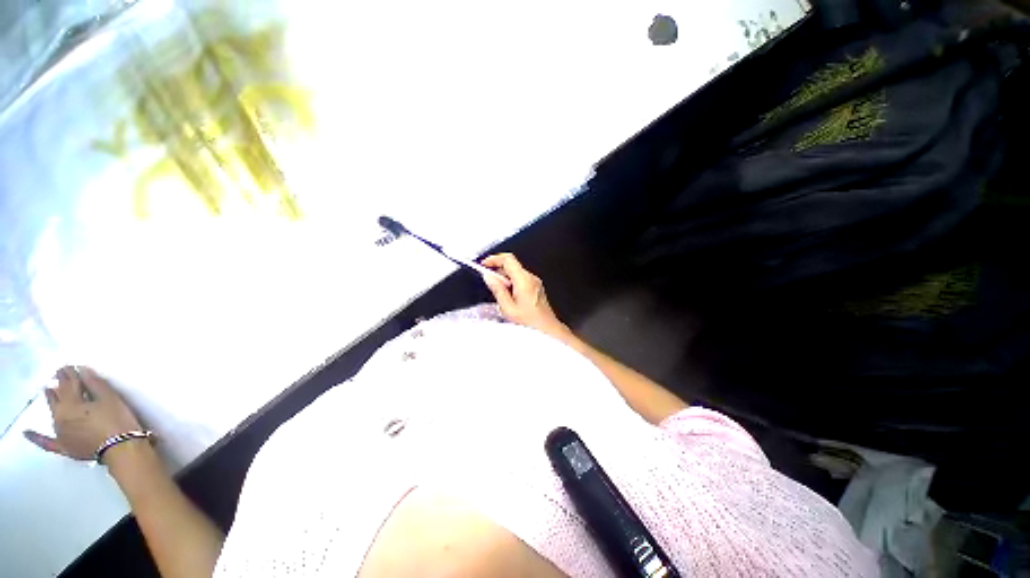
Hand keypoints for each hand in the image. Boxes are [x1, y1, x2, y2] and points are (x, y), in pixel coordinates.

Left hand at [24, 366, 143, 461]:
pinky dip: (37, 438)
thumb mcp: (110, 398)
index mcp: (70, 403)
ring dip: (51, 401)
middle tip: (59, 375)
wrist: (121, 448)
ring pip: (53, 413)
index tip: (69, 366)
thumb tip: (81, 370)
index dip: (69, 373)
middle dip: (59, 386)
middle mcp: (59, 416)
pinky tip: (27, 433)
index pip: (68, 383)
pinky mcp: (64, 446)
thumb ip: (94, 384)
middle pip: (58, 398)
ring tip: (49, 391)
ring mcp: (60, 433)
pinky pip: (47, 443)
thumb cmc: (117, 420)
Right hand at [481, 253, 570, 338]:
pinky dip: (512, 283)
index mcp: (524, 280)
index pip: (508, 259)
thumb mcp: (508, 308)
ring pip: (516, 272)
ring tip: (500, 294)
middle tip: (489, 281)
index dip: (494, 259)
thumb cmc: (530, 322)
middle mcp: (531, 278)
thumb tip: (489, 277)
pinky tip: (509, 297)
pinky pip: (521, 279)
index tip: (484, 264)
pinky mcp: (536, 287)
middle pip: (511, 265)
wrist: (547, 329)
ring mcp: (535, 282)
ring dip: (504, 278)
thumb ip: (497, 290)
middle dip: (498, 270)